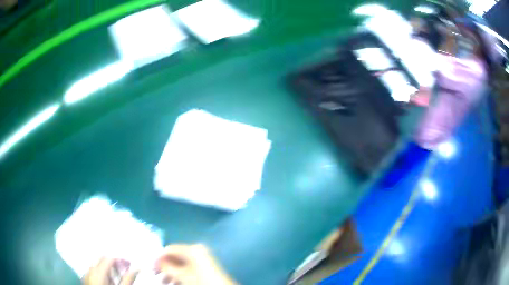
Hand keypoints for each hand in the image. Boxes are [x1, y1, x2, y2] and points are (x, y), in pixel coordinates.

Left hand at [82, 257, 137, 284]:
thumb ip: (128, 279)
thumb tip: (136, 269)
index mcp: (98, 271)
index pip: (109, 258)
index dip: (120, 259)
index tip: (128, 264)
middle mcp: (90, 270)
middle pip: (101, 258)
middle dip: (113, 262)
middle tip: (123, 269)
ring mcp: (86, 275)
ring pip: (96, 264)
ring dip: (106, 267)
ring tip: (116, 277)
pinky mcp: (85, 280)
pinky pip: (92, 271)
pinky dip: (100, 272)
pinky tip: (107, 281)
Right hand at [156, 244, 235, 284]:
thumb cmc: (200, 282)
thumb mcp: (181, 275)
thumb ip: (166, 266)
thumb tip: (156, 261)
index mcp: (192, 249)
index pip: (169, 249)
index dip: (158, 257)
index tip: (150, 266)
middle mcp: (197, 251)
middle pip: (175, 257)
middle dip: (164, 266)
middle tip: (155, 275)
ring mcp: (202, 259)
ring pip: (181, 264)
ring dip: (171, 273)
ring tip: (164, 282)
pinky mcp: (205, 267)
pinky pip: (188, 269)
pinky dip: (180, 275)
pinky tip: (174, 283)